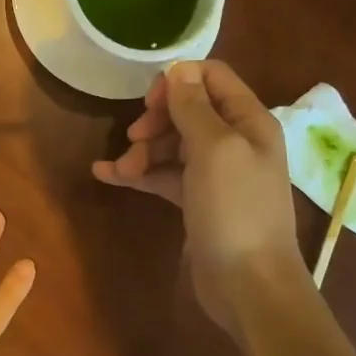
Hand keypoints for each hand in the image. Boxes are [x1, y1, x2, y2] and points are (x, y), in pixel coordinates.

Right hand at [92, 60, 305, 323]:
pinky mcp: (197, 201)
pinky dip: (138, 174)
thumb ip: (193, 107)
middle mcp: (235, 142)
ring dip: (142, 151)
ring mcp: (215, 173)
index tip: (150, 102)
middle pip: (187, 111)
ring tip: (122, 171)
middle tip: (134, 138)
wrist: (249, 286)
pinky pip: (164, 175)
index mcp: (249, 121)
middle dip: (156, 121)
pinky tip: (106, 175)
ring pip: (171, 145)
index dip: (178, 81)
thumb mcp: (214, 149)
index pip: (212, 77)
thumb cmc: (235, 209)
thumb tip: (178, 70)